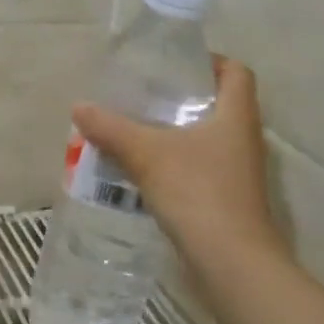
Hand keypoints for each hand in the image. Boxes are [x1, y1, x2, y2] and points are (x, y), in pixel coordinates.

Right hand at [71, 57, 290, 272]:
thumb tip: (80, 107)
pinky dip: (173, 162)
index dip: (209, 61)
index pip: (236, 72)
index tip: (172, 64)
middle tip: (141, 95)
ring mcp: (237, 171)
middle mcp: (243, 138)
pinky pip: (197, 167)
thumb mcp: (146, 154)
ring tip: (132, 129)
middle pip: (217, 104)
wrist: (230, 262)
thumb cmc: (197, 192)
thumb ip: (112, 128)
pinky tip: (141, 169)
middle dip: (179, 98)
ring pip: (205, 138)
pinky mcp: (225, 198)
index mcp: (236, 115)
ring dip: (173, 133)